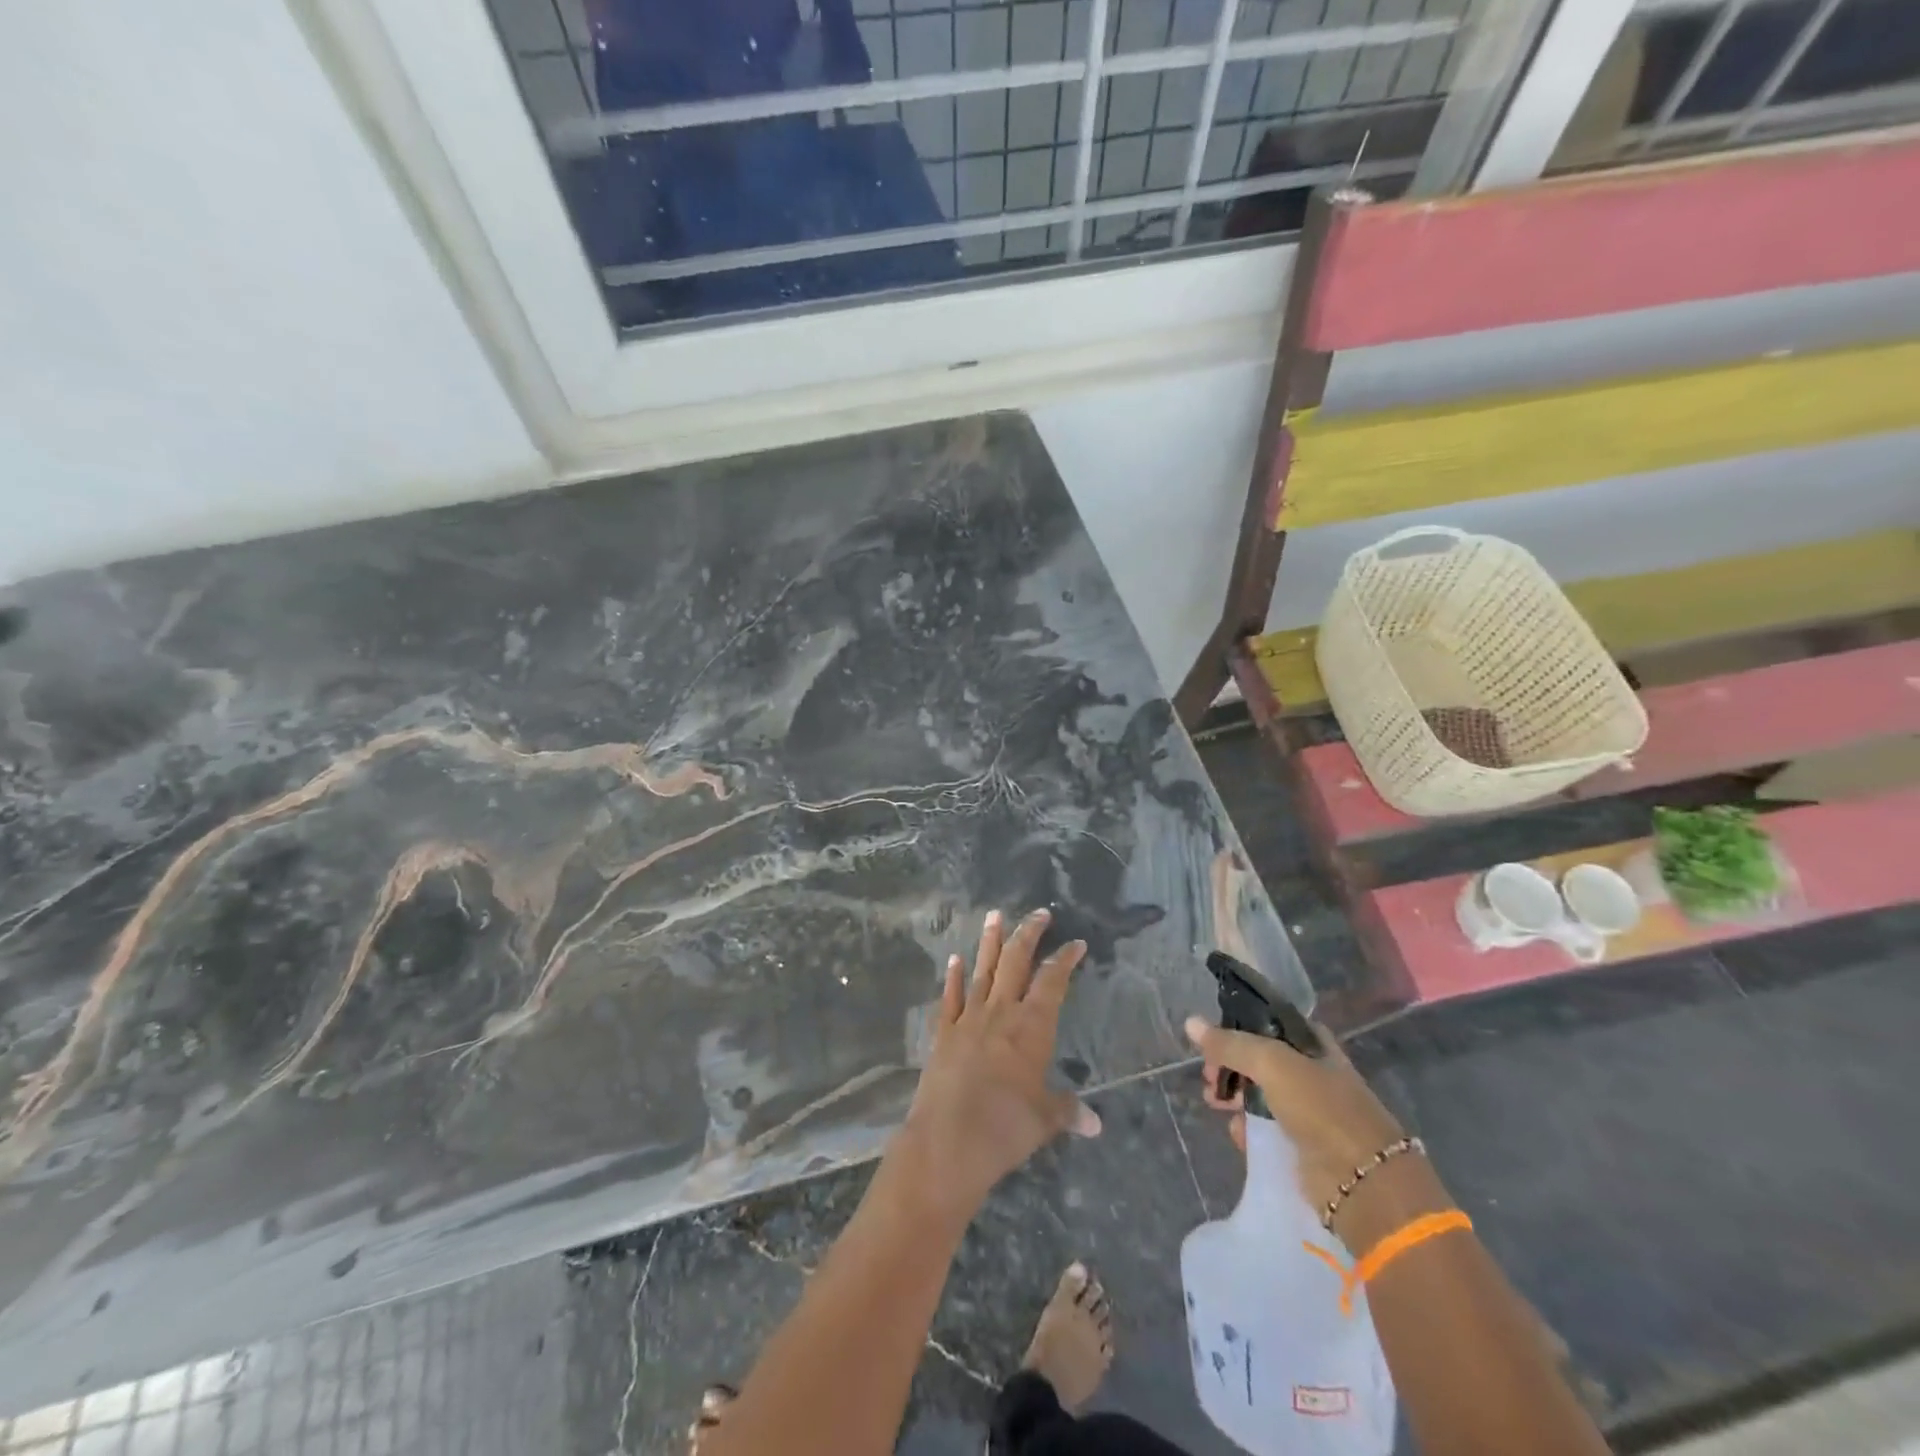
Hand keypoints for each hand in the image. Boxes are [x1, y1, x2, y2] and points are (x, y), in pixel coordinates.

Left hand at [892, 909, 1099, 1224]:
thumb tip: (1095, 1123)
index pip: (1053, 981)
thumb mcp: (1044, 1120)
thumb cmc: (1005, 1128)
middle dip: (1028, 934)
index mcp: (1031, 1026)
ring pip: (982, 970)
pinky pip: (950, 997)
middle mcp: (1000, 1012)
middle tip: (1039, 912)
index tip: (1076, 942)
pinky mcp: (943, 1032)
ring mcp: (968, 1018)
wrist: (947, 1141)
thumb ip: (1067, 1111)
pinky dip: (954, 977)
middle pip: (1016, 962)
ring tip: (995, 914)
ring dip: (990, 942)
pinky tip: (955, 959)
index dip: (1065, 959)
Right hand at [1185, 1013, 1408, 1230]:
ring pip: (1260, 1095)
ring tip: (1214, 1103)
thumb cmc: (1321, 1108)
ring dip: (1234, 1097)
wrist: (1363, 1182)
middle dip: (1230, 1065)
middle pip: (1260, 1060)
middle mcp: (1312, 1073)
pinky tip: (1237, 1132)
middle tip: (1209, 1075)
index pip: (1271, 1023)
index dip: (1241, 1026)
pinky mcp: (1302, 1146)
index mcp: (1314, 1045)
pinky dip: (1248, 1128)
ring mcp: (1309, 1111)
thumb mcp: (1271, 1063)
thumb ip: (1230, 1044)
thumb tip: (1190, 1023)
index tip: (1214, 1036)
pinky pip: (1266, 1129)